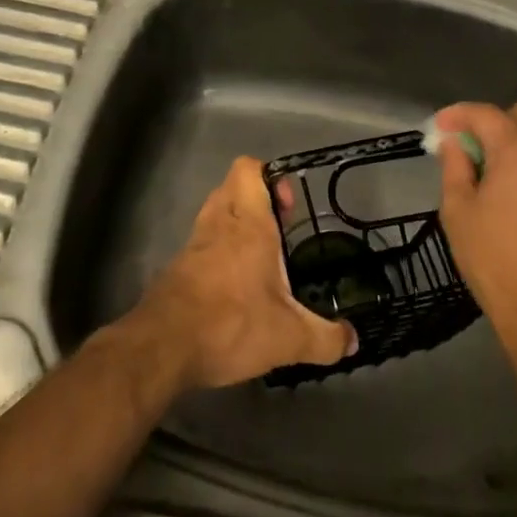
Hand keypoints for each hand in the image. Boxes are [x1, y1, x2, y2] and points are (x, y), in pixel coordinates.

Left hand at [125, 156, 356, 390]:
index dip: (270, 175)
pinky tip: (234, 286)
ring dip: (236, 223)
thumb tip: (353, 340)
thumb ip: (325, 338)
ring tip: (261, 258)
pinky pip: (202, 243)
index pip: (249, 169)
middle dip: (257, 199)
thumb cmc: (230, 324)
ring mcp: (194, 244)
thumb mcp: (289, 338)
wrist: (163, 347)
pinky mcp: (177, 267)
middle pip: (232, 186)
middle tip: (280, 230)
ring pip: (215, 213)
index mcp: (248, 224)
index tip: (289, 205)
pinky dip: (218, 252)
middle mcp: (219, 223)